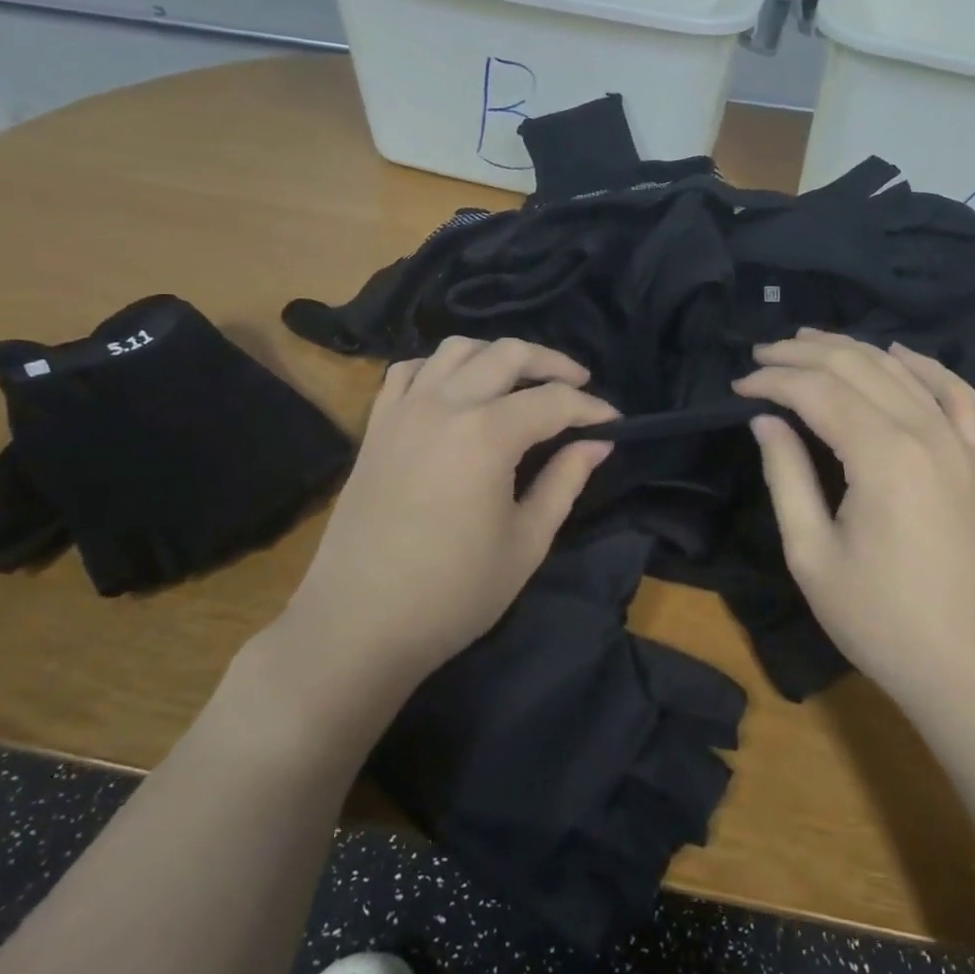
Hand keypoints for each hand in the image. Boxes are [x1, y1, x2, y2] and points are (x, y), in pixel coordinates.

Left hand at [282, 336, 615, 686]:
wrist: (359, 624)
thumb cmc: (454, 592)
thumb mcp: (526, 542)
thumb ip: (565, 481)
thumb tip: (597, 443)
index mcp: (486, 434)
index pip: (553, 401)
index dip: (591, 407)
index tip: (615, 422)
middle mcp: (444, 405)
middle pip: (507, 354)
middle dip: (552, 363)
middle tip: (579, 385)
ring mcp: (403, 410)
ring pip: (457, 349)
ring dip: (497, 356)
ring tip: (521, 381)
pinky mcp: (376, 426)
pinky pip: (411, 371)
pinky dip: (442, 368)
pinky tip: (457, 391)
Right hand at [735, 329, 974, 704]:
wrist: (973, 668)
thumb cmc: (880, 619)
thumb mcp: (812, 554)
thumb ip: (786, 477)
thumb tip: (765, 421)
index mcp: (881, 455)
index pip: (817, 391)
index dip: (772, 381)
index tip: (737, 387)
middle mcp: (924, 433)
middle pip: (858, 367)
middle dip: (803, 353)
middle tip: (761, 354)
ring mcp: (959, 444)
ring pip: (902, 370)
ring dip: (852, 349)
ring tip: (808, 342)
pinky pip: (955, 394)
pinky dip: (924, 366)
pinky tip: (899, 354)